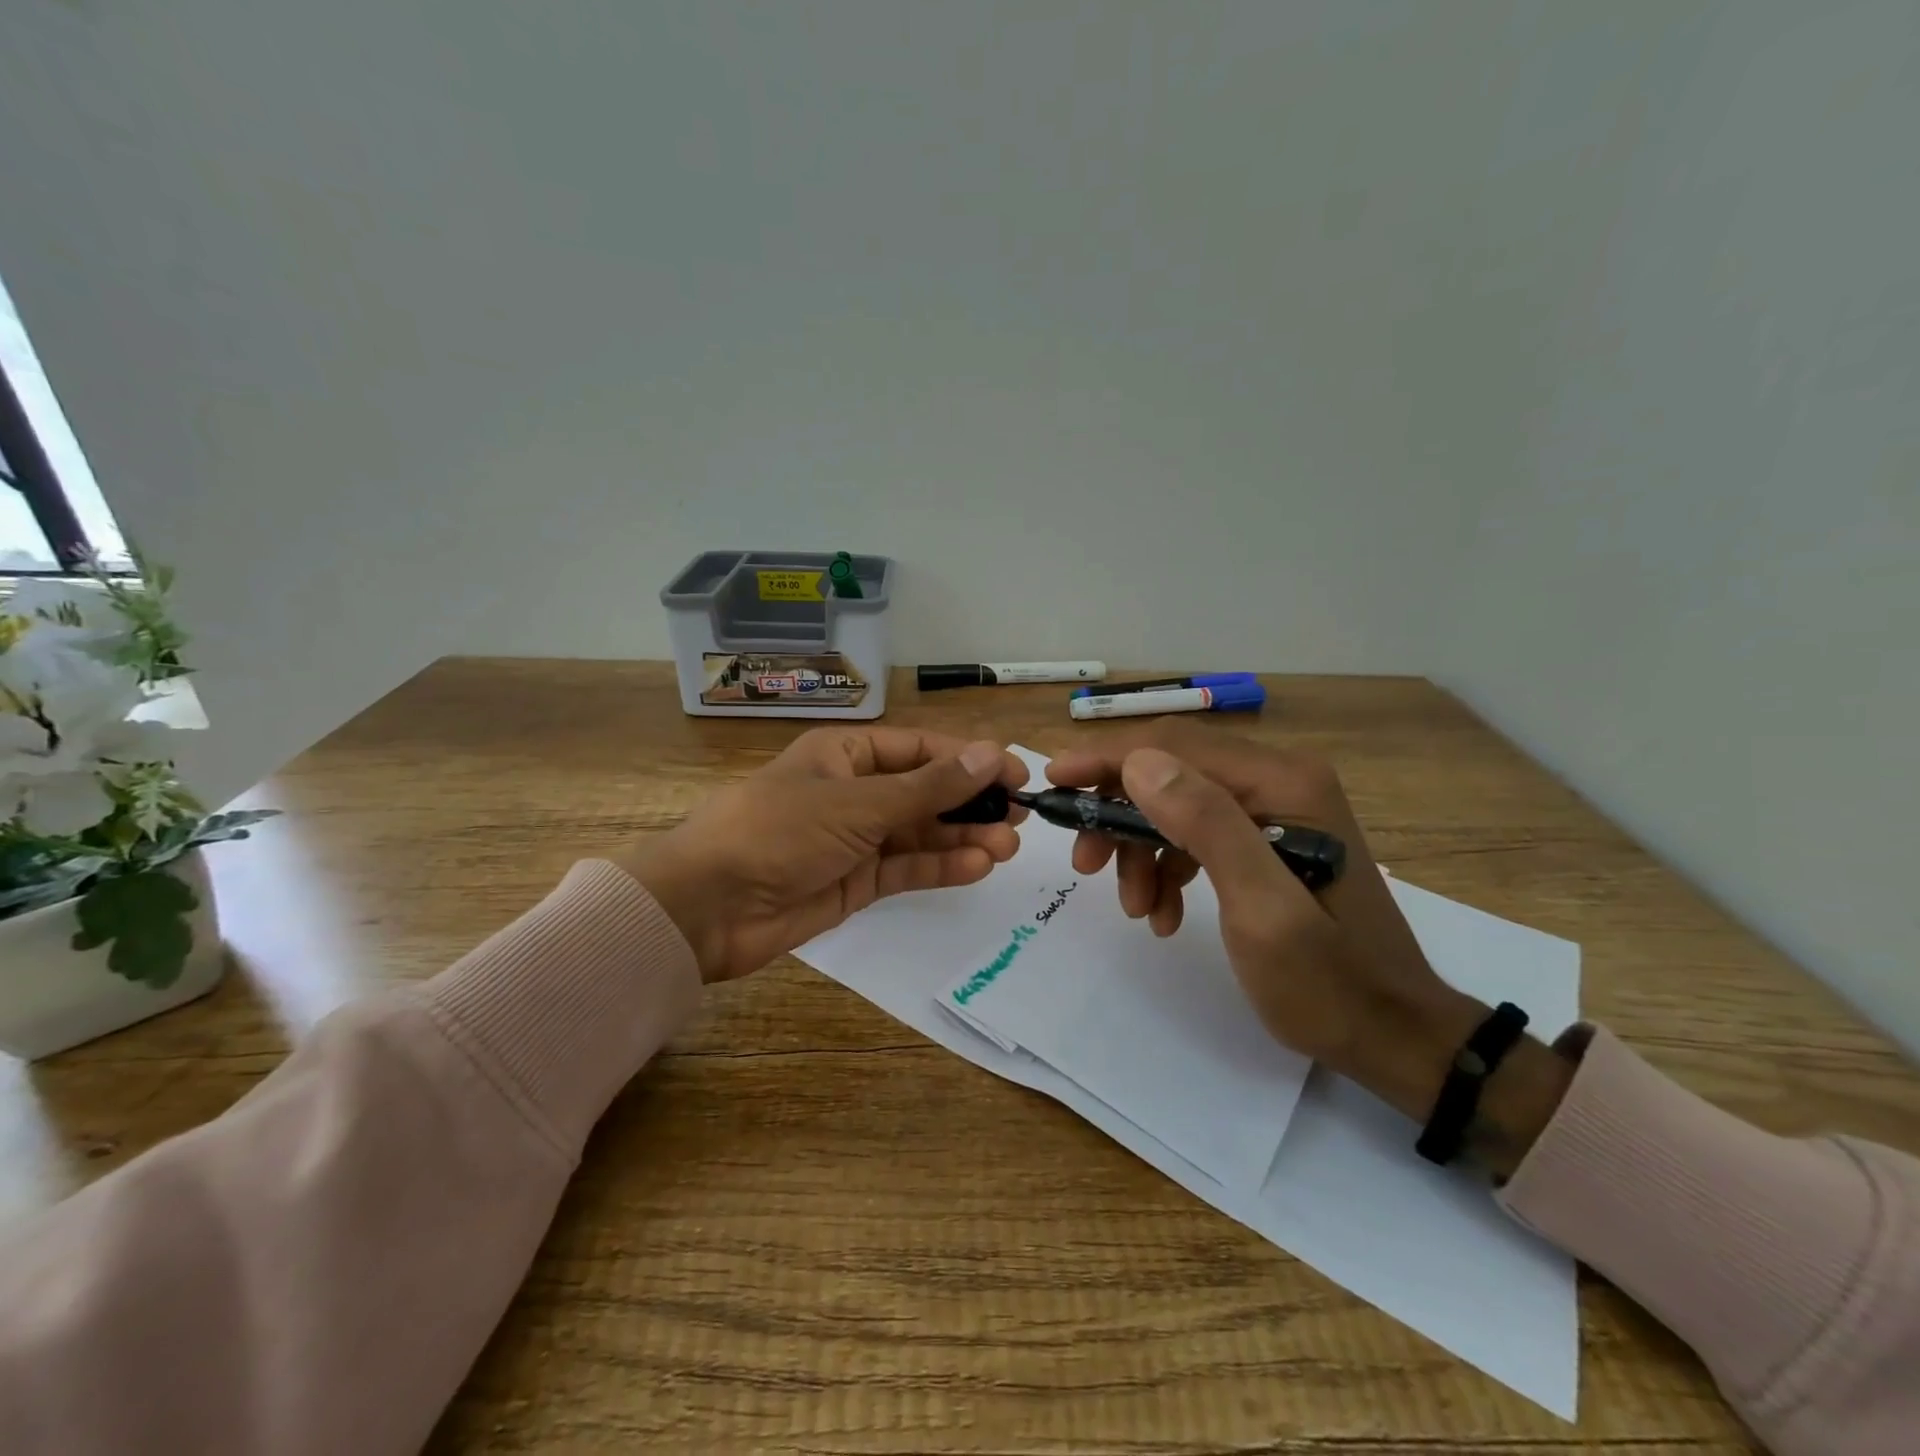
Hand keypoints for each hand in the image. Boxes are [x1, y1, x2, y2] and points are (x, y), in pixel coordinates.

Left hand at [619, 727, 1027, 982]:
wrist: (707, 908)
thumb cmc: (779, 831)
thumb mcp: (858, 802)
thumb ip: (929, 787)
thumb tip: (992, 754)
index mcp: (844, 755)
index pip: (919, 749)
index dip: (969, 760)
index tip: (1016, 773)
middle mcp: (852, 791)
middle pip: (924, 792)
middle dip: (970, 803)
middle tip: (1020, 818)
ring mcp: (853, 839)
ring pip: (919, 833)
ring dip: (961, 837)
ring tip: (1006, 848)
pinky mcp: (853, 882)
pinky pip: (904, 868)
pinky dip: (938, 866)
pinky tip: (975, 866)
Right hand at [1049, 723, 1573, 1174]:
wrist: (1393, 1035)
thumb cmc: (1329, 982)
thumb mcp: (1262, 909)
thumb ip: (1206, 826)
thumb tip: (1137, 762)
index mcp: (1282, 782)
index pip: (1174, 747)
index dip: (1107, 760)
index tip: (1054, 781)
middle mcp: (1278, 780)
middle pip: (1170, 772)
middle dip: (1118, 815)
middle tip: (1085, 863)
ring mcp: (1274, 809)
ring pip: (1176, 806)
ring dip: (1140, 850)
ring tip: (1136, 908)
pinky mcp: (1266, 840)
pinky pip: (1196, 836)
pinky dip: (1168, 868)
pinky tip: (1164, 914)